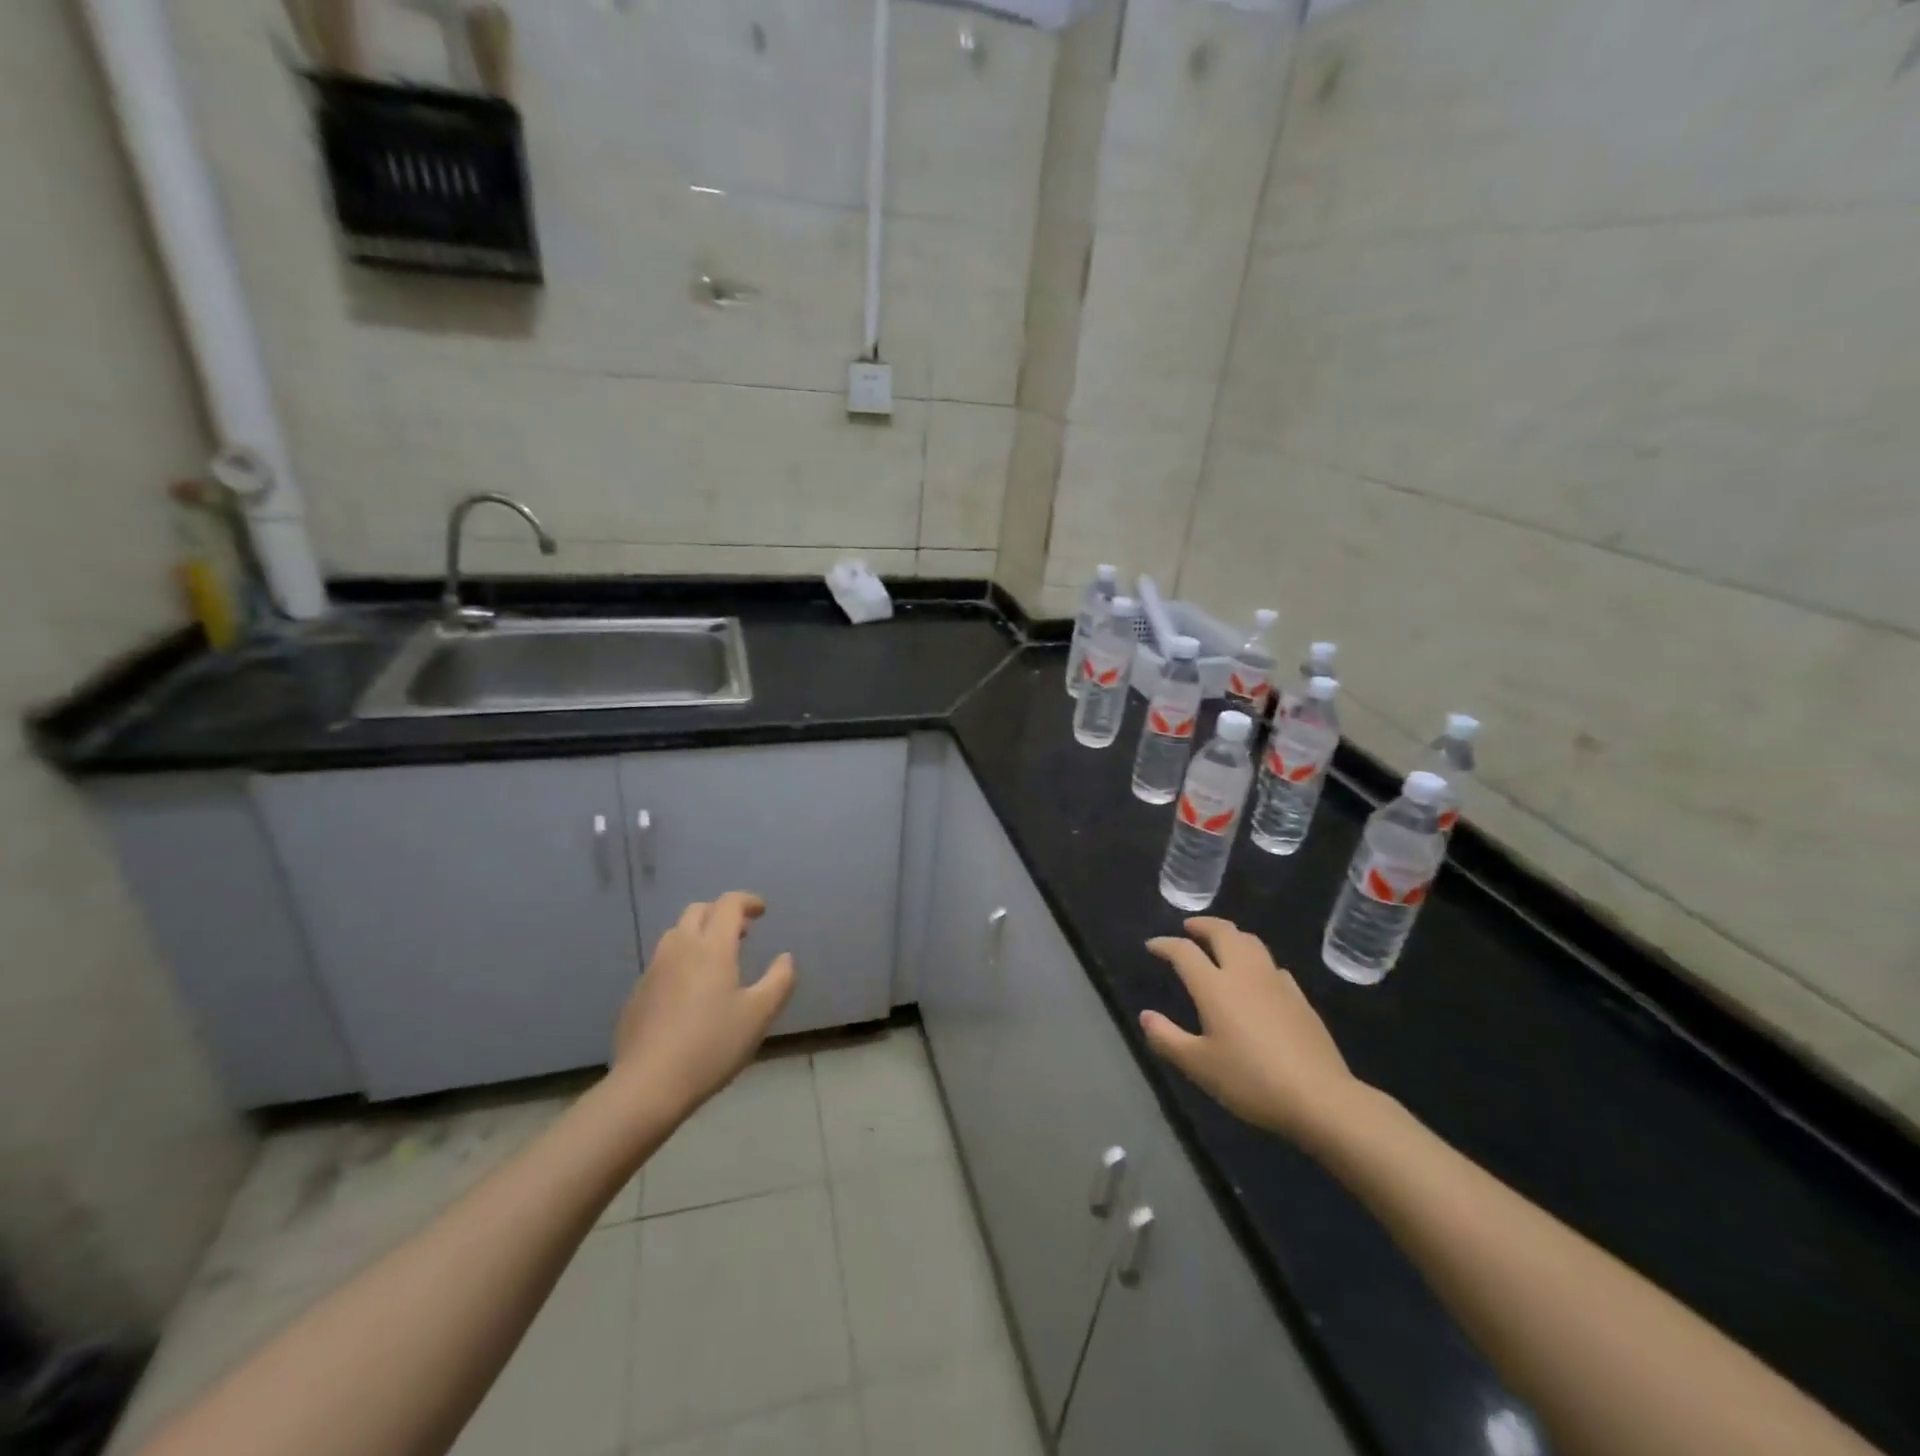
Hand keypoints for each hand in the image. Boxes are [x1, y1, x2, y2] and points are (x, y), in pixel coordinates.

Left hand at [612, 891, 795, 1120]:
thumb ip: (779, 980)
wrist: (648, 1085)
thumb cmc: (712, 1045)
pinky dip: (682, 960)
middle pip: (698, 911)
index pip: (728, 904)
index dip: (747, 901)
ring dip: (700, 934)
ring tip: (717, 959)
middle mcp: (680, 948)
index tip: (762, 911)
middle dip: (721, 913)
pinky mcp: (638, 994)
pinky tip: (691, 992)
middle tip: (742, 933)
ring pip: (677, 934)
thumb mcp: (760, 1014)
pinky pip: (663, 962)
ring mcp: (654, 970)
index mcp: (712, 947)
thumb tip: (785, 958)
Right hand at [1141, 917, 1364, 1150]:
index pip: (1184, 952)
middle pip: (1223, 932)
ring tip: (1221, 941)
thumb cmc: (1251, 1080)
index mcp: (1215, 986)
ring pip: (1251, 942)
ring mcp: (1275, 982)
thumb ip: (1167, 1038)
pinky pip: (1272, 965)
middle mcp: (1244, 973)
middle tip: (1189, 927)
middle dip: (1202, 925)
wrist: (1319, 1097)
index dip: (1165, 945)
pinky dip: (1256, 959)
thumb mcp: (1199, 1066)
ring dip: (1231, 935)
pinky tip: (1257, 976)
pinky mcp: (1299, 997)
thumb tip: (1146, 1015)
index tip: (1152, 946)